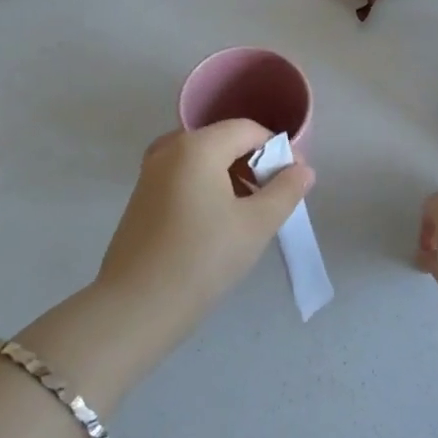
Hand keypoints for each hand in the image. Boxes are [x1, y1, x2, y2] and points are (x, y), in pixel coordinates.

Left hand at [95, 120, 313, 335]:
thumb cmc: (202, 259)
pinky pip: (185, 177)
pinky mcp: (142, 197)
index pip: (248, 130)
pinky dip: (209, 188)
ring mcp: (151, 172)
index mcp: (196, 146)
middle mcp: (169, 149)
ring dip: (233, 177)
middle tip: (276, 199)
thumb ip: (285, 191)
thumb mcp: (256, 225)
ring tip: (252, 214)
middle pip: (224, 141)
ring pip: (204, 160)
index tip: (296, 181)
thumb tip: (302, 170)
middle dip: (255, 164)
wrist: (135, 308)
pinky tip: (220, 223)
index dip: (278, 150)